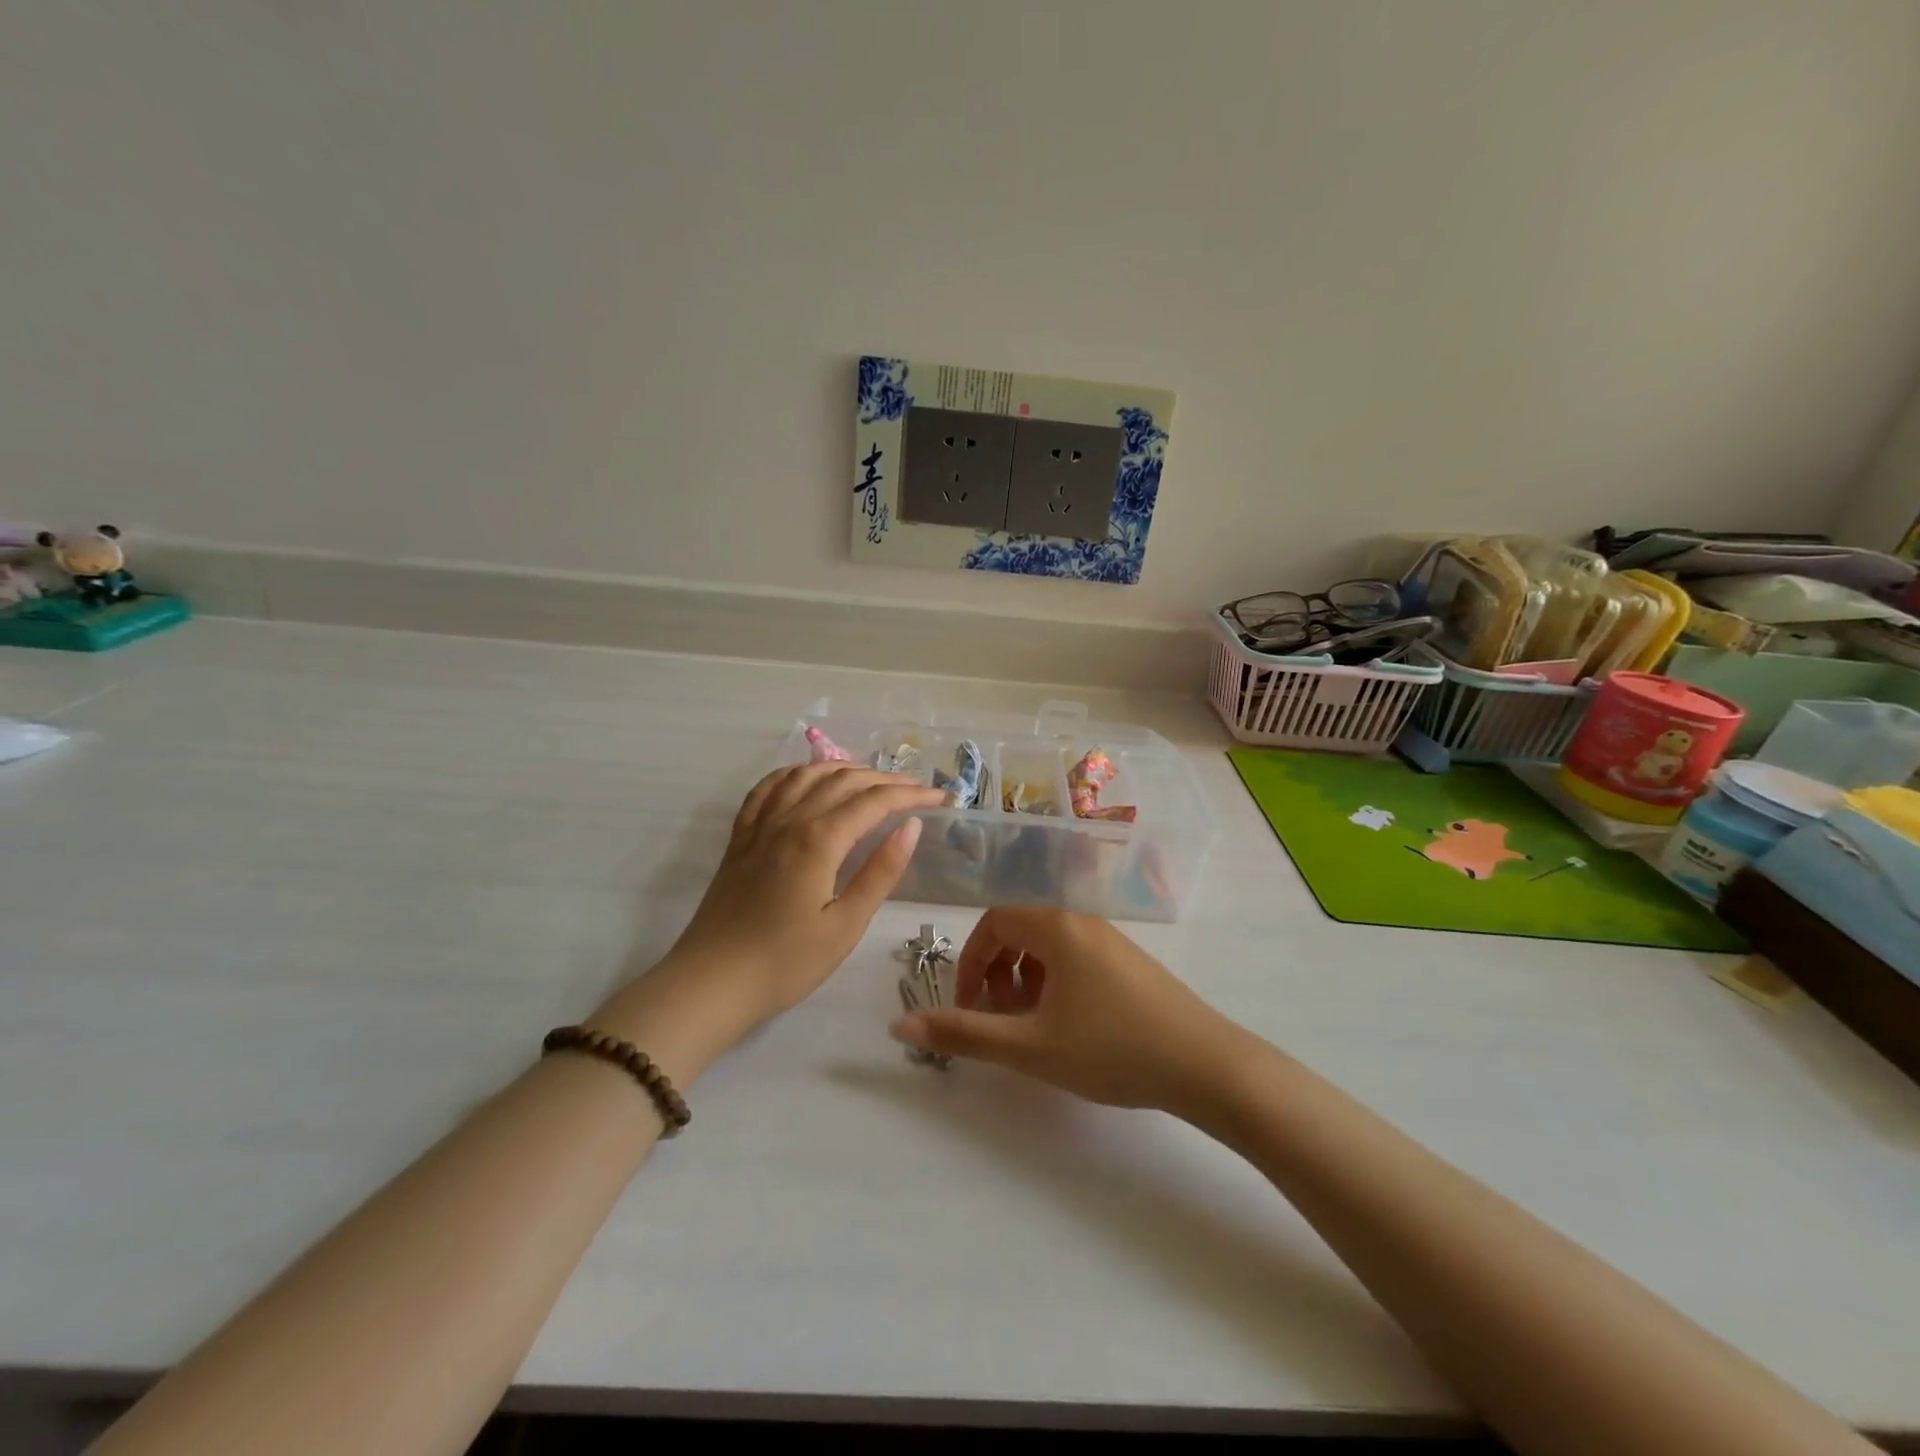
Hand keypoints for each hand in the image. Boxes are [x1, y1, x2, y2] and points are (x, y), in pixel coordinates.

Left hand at [661, 763, 945, 1028]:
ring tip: (871, 780)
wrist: (710, 984)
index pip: (874, 801)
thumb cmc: (786, 963)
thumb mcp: (845, 925)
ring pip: (805, 775)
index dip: (911, 794)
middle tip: (916, 790)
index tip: (941, 798)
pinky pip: (767, 788)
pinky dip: (794, 774)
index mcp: (818, 839)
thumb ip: (880, 872)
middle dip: (885, 779)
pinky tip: (806, 780)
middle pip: (843, 780)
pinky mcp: (740, 837)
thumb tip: (911, 826)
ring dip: (843, 769)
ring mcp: (759, 825)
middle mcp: (789, 819)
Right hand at [888, 906, 1245, 1114]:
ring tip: (1028, 1029)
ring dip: (1024, 982)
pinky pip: (1075, 960)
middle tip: (995, 1021)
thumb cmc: (1111, 1049)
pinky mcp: (1131, 964)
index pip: (993, 923)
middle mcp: (1083, 922)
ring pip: (1048, 949)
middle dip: (995, 974)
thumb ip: (964, 1034)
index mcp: (1057, 928)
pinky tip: (1067, 1028)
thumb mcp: (1030, 1046)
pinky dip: (1054, 985)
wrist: (1206, 1066)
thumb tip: (899, 1023)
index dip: (969, 964)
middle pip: (1019, 932)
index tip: (967, 1009)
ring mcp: (1111, 941)